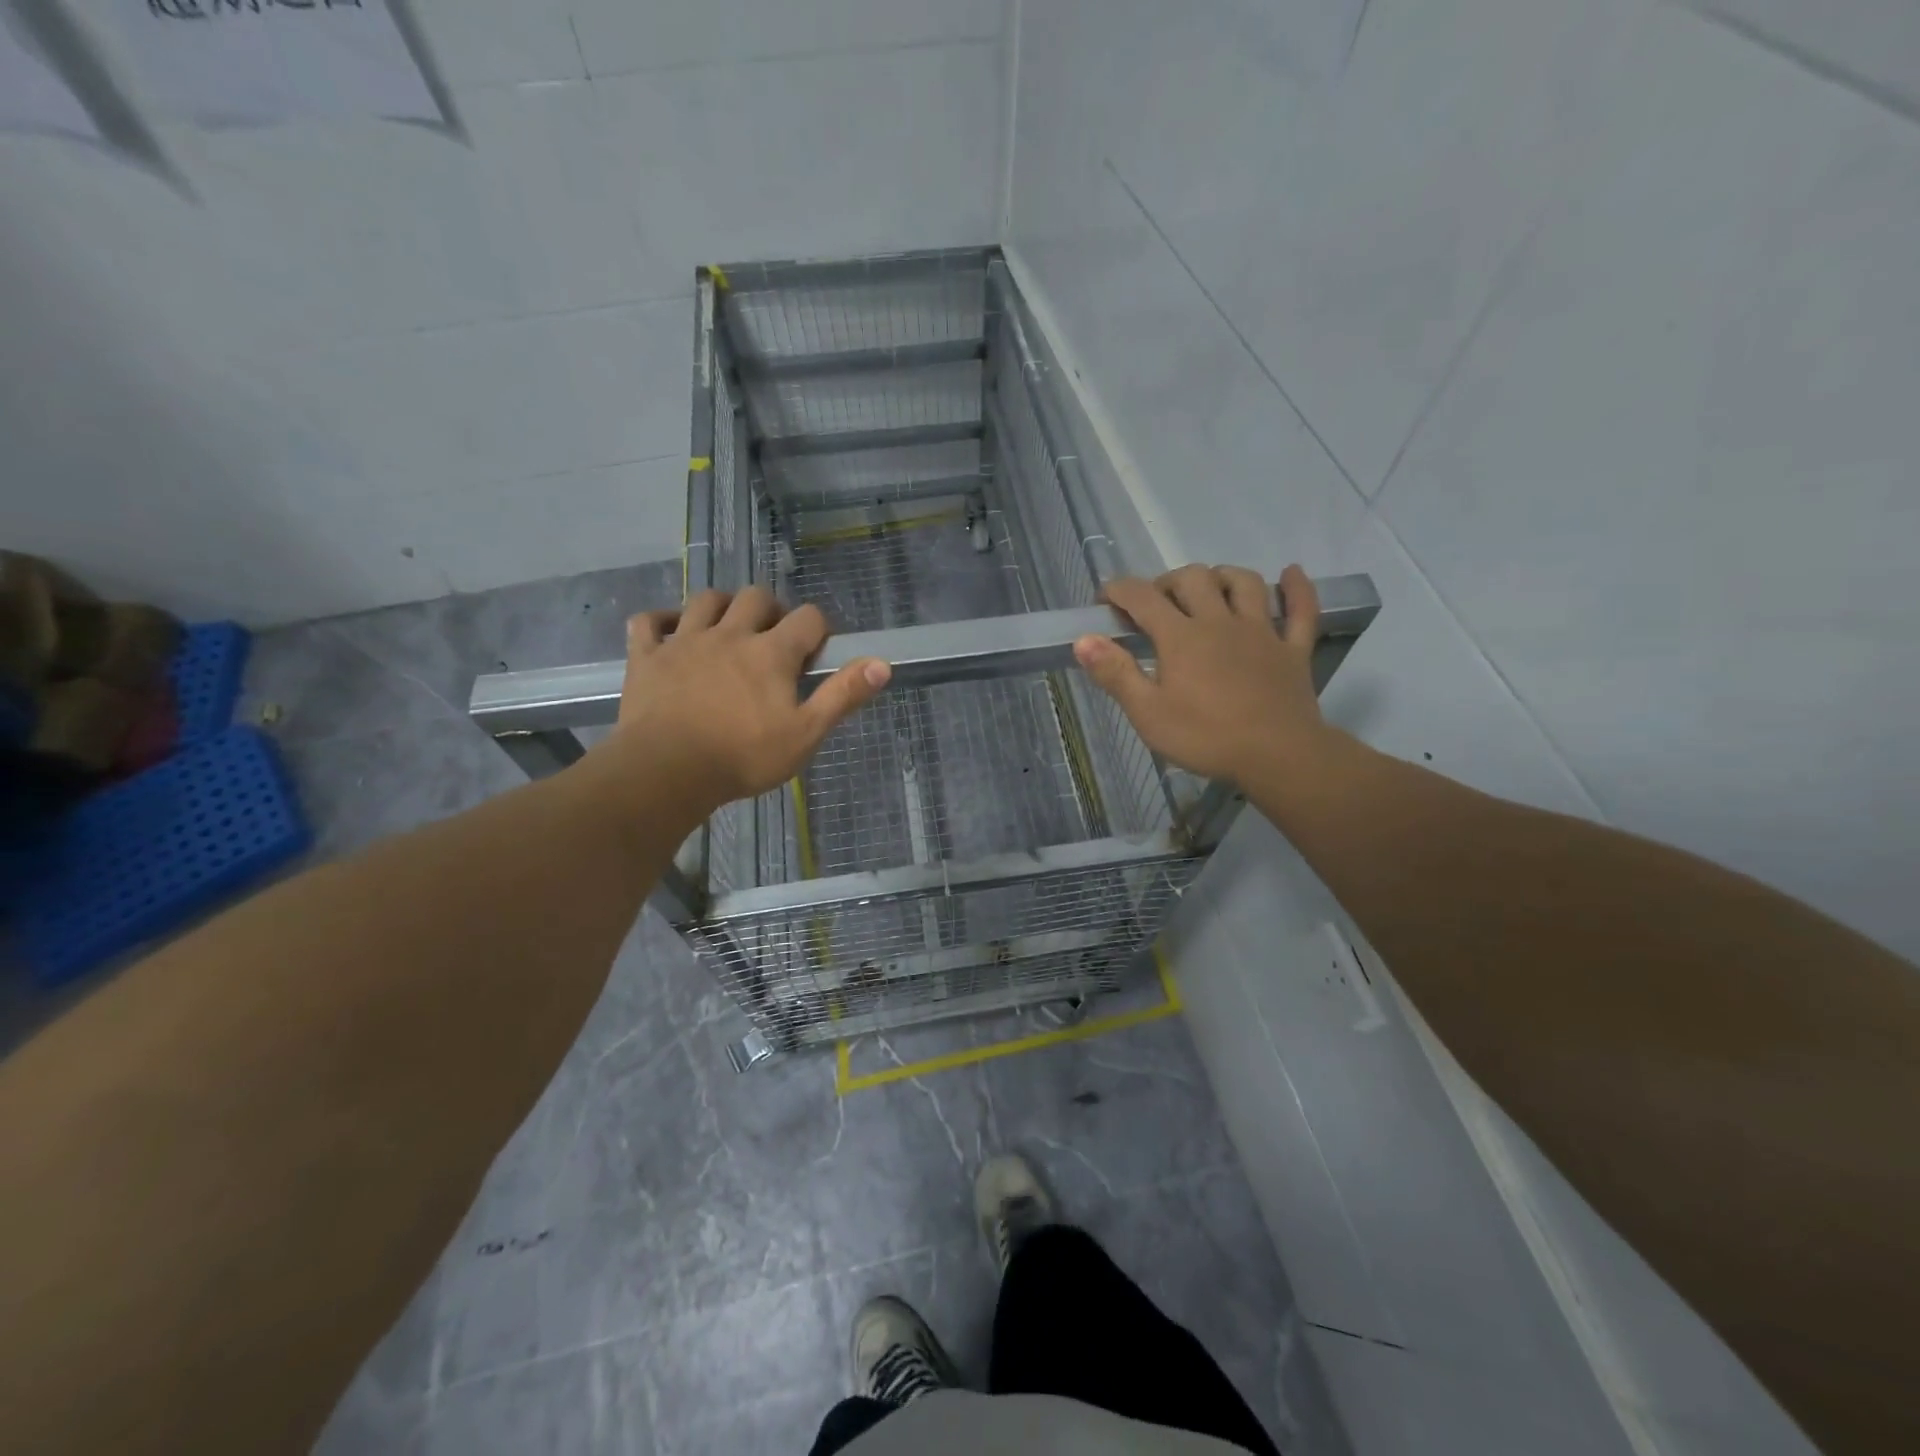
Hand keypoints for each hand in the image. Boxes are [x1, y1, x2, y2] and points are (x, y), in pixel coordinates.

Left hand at [604, 588, 890, 815]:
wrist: (666, 772)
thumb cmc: (743, 757)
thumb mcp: (805, 734)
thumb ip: (842, 696)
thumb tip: (882, 664)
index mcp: (771, 652)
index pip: (808, 618)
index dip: (818, 630)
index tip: (814, 656)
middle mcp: (730, 634)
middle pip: (756, 597)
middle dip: (771, 611)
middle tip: (773, 642)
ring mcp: (684, 641)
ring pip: (706, 600)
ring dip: (723, 607)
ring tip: (729, 630)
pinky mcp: (647, 656)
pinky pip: (649, 622)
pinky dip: (662, 621)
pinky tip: (671, 633)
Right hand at [1073, 564, 1331, 786]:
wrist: (1278, 756)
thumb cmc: (1206, 737)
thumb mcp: (1148, 713)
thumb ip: (1115, 674)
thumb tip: (1084, 640)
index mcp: (1181, 637)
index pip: (1142, 597)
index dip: (1118, 590)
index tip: (1104, 601)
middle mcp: (1220, 622)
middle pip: (1193, 578)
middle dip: (1167, 582)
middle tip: (1155, 605)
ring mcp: (1261, 632)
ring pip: (1244, 583)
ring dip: (1222, 576)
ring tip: (1209, 588)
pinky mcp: (1292, 649)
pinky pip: (1302, 610)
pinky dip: (1297, 589)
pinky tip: (1290, 574)